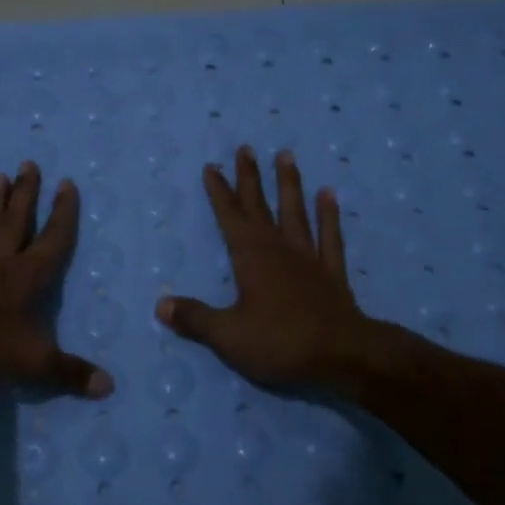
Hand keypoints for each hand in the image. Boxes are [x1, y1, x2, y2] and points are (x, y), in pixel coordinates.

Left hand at [0, 161, 114, 398]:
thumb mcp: (35, 362)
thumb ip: (71, 373)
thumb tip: (109, 387)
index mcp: (29, 277)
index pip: (54, 239)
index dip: (64, 213)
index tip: (67, 184)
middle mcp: (3, 263)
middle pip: (18, 222)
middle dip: (27, 194)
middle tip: (30, 163)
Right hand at [157, 146, 384, 398]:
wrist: (343, 355)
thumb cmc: (280, 343)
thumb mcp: (228, 335)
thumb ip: (194, 318)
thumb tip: (160, 305)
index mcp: (251, 258)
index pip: (230, 216)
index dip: (219, 192)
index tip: (212, 166)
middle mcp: (280, 249)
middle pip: (261, 207)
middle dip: (250, 178)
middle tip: (245, 148)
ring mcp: (309, 259)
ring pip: (296, 213)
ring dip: (289, 185)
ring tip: (286, 155)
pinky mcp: (332, 274)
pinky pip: (330, 237)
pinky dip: (329, 216)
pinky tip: (328, 195)